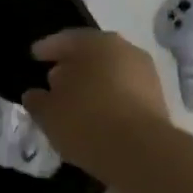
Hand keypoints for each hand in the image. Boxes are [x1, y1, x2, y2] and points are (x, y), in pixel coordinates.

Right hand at [23, 29, 172, 183]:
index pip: (67, 39)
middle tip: (53, 79)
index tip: (35, 56)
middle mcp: (126, 51)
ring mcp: (146, 75)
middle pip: (93, 54)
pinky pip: (124, 93)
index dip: (48, 48)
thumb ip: (38, 101)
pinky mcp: (157, 101)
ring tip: (74, 102)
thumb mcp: (49, 113)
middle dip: (72, 66)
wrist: (141, 152)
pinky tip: (95, 116)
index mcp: (97, 44)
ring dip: (92, 84)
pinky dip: (108, 100)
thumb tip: (34, 95)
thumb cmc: (87, 122)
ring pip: (111, 74)